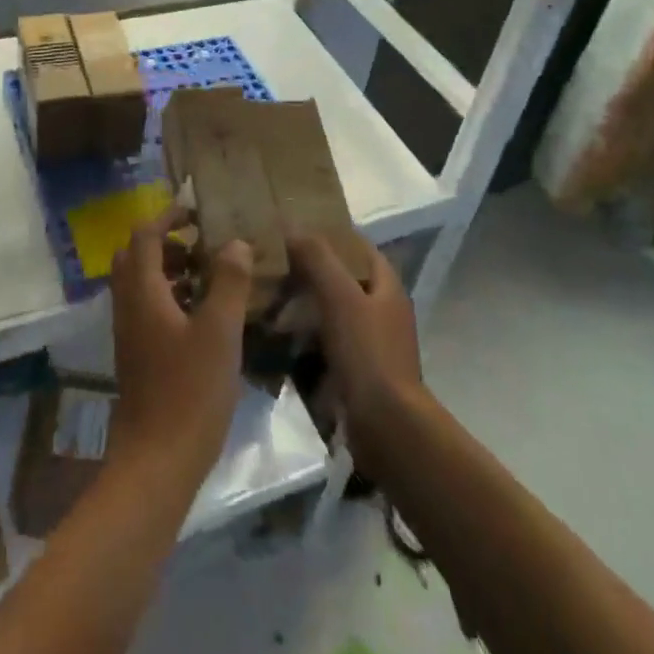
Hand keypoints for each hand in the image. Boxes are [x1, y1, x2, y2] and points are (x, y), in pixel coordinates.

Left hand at [108, 211, 251, 482]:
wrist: (156, 462)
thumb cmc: (190, 392)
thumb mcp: (220, 332)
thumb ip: (228, 282)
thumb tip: (235, 242)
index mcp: (143, 292)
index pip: (144, 235)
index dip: (168, 216)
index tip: (197, 212)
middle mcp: (128, 306)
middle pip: (135, 256)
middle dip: (165, 241)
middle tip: (200, 245)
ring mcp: (129, 333)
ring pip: (140, 283)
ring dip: (168, 269)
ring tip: (208, 277)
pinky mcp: (136, 356)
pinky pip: (146, 308)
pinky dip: (168, 296)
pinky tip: (202, 317)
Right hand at [288, 236, 423, 475]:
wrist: (387, 428)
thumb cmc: (368, 354)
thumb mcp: (341, 297)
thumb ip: (318, 258)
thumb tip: (291, 224)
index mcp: (386, 286)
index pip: (357, 246)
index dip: (329, 234)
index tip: (293, 228)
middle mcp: (381, 310)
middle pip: (342, 279)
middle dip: (309, 271)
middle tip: (270, 263)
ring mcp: (370, 344)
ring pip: (330, 312)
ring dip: (302, 305)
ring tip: (265, 297)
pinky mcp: (355, 372)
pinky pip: (324, 344)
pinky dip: (303, 338)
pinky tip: (275, 337)